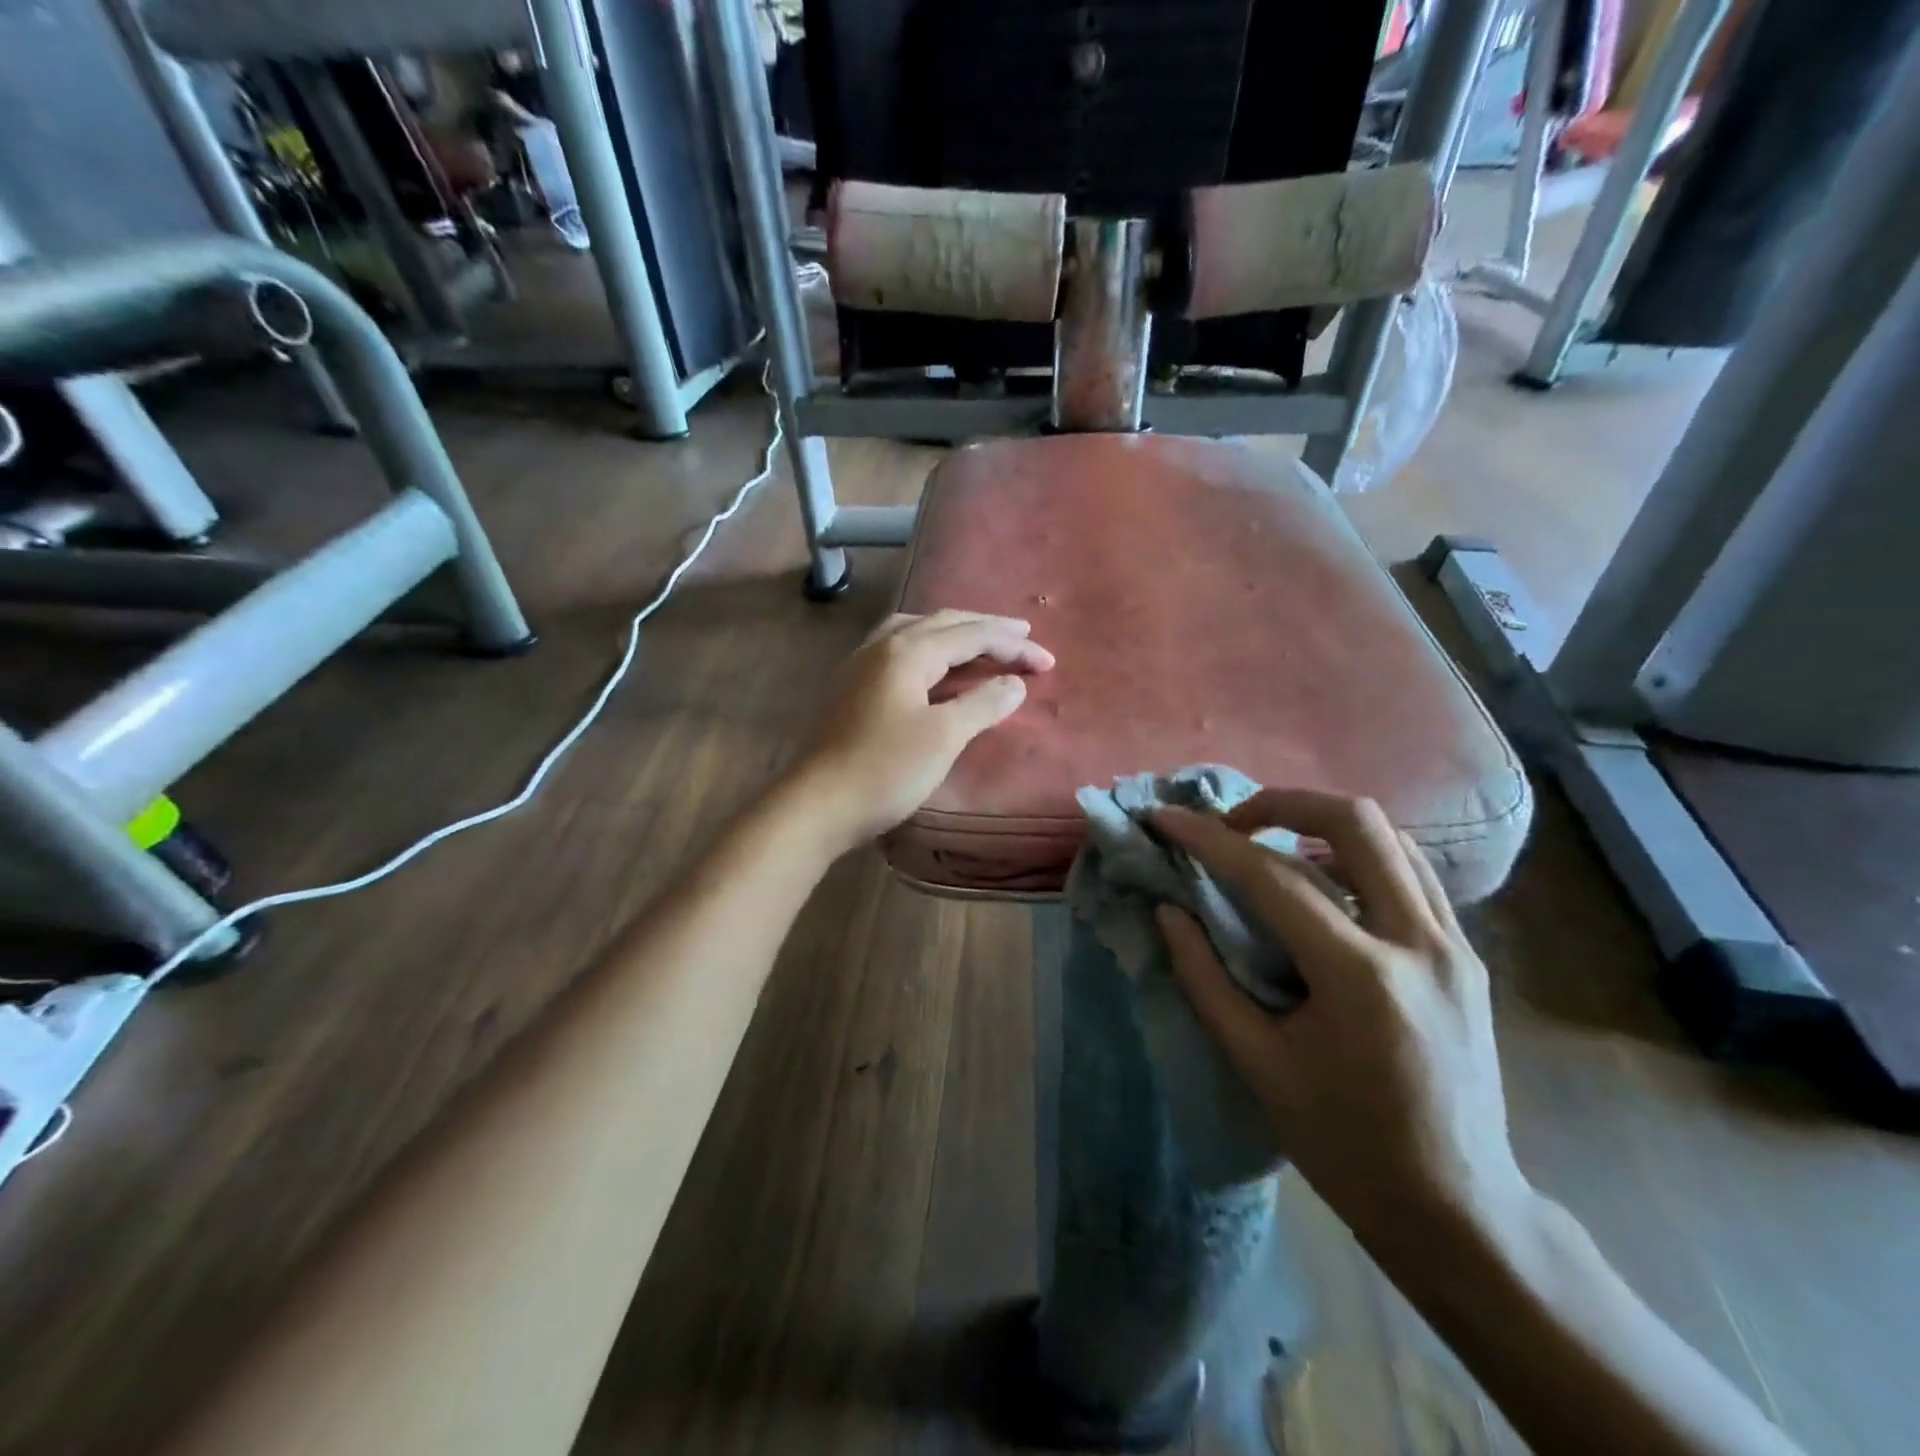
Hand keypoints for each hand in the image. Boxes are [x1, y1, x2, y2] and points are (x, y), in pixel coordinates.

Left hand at [788, 611, 1053, 851]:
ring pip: (916, 632)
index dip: (1012, 646)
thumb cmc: (884, 770)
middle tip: (1023, 638)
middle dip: (986, 630)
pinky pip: (899, 651)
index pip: (970, 635)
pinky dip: (929, 650)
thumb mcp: (943, 737)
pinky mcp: (852, 688)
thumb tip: (1015, 684)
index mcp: (906, 651)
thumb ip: (982, 703)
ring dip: (954, 634)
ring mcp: (861, 665)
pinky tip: (934, 667)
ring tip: (981, 642)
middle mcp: (881, 646)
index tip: (1048, 662)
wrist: (816, 805)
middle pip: (943, 624)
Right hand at [1152, 790, 1528, 1249]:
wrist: (1457, 1210)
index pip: (1272, 877)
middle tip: (1231, 823)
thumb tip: (1169, 911)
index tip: (1164, 818)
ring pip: (1392, 838)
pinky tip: (1323, 882)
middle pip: (1356, 822)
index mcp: (1361, 977)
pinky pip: (1411, 874)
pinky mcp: (1465, 955)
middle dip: (1281, 802)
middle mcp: (1419, 943)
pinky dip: (1358, 856)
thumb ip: (1204, 978)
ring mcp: (1453, 945)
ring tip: (1271, 842)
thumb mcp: (1258, 1065)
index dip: (1208, 839)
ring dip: (1322, 823)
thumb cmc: (1344, 1145)